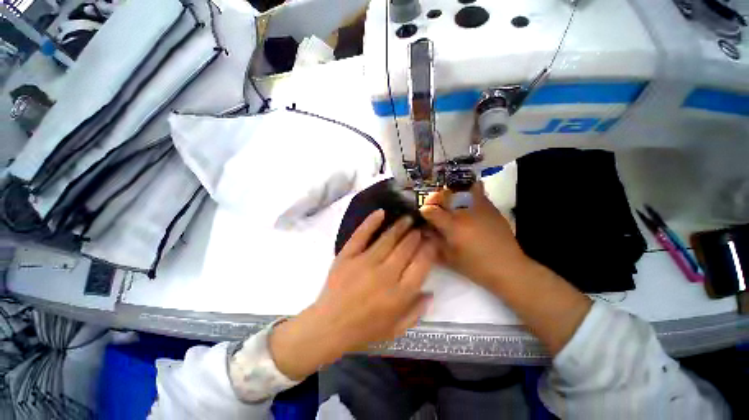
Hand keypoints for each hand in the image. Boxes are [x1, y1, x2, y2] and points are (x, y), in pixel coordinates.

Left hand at [270, 210, 435, 379]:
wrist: (329, 327)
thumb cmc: (364, 331)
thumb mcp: (395, 330)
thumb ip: (416, 312)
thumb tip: (430, 292)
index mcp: (400, 294)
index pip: (422, 264)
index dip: (429, 249)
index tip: (431, 240)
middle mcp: (386, 274)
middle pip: (406, 248)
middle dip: (416, 235)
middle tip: (419, 227)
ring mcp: (365, 262)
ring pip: (388, 239)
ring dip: (400, 226)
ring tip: (407, 218)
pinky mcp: (347, 256)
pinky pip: (361, 235)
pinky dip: (371, 222)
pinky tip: (381, 212)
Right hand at [421, 182, 530, 289]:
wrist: (508, 267)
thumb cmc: (475, 266)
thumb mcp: (450, 258)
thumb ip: (435, 242)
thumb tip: (425, 231)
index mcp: (453, 226)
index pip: (431, 211)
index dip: (424, 211)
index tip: (423, 213)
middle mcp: (465, 212)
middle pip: (445, 196)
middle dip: (435, 198)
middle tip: (434, 205)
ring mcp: (480, 208)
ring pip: (461, 191)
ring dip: (452, 193)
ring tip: (449, 200)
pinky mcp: (491, 208)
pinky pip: (478, 193)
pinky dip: (470, 192)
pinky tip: (467, 201)